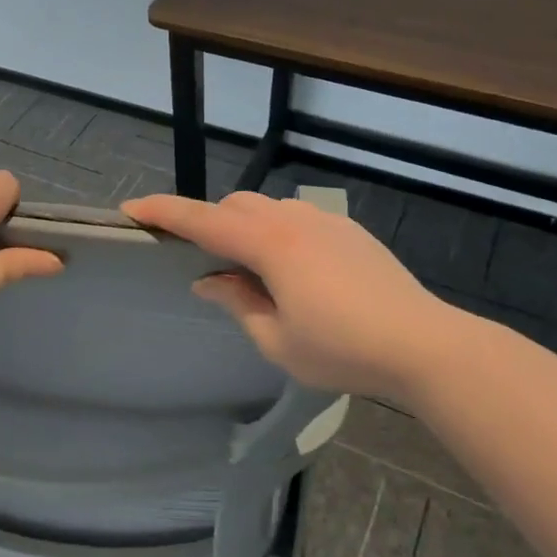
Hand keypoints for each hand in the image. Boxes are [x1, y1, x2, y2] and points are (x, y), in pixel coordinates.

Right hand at [122, 192, 459, 402]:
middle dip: (208, 223)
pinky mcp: (348, 230)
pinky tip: (295, 272)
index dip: (164, 213)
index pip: (203, 220)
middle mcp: (293, 220)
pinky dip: (276, 232)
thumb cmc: (344, 350)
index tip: (131, 210)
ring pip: (267, 208)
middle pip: (234, 206)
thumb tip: (209, 280)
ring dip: (244, 227)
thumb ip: (237, 303)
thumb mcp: (278, 341)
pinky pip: (296, 218)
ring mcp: (324, 221)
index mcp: (270, 245)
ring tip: (252, 272)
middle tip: (203, 263)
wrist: (426, 344)